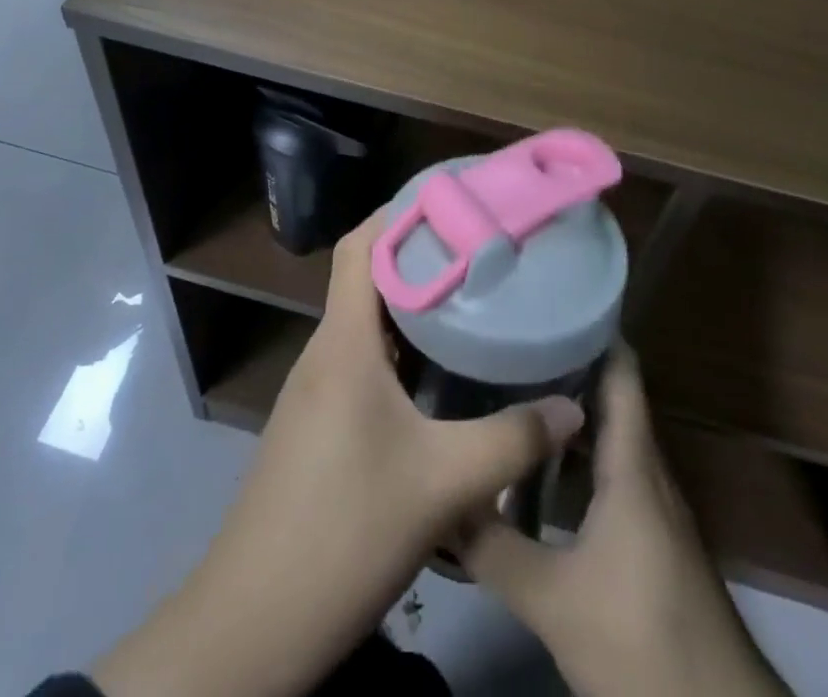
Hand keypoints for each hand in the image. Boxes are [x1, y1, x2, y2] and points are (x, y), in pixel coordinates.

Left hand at [94, 213, 582, 696]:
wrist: (253, 625)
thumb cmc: (343, 531)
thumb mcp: (442, 486)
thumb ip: (512, 441)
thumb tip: (574, 406)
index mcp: (343, 343)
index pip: (362, 246)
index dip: (400, 213)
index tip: (454, 203)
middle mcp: (326, 353)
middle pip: (369, 278)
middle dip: (421, 256)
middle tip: (481, 249)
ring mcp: (317, 391)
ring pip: (367, 323)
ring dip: (413, 306)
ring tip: (471, 299)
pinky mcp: (319, 425)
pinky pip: (363, 362)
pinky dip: (402, 350)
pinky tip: (442, 375)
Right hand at [459, 346, 790, 696]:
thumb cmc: (643, 642)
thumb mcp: (554, 602)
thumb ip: (494, 548)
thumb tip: (439, 498)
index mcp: (633, 464)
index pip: (620, 370)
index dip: (590, 328)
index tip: (544, 300)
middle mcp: (647, 471)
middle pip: (610, 396)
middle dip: (563, 363)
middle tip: (507, 341)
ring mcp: (653, 507)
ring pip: (609, 437)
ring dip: (569, 412)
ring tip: (513, 389)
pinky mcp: (651, 539)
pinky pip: (612, 472)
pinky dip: (578, 456)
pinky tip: (540, 469)